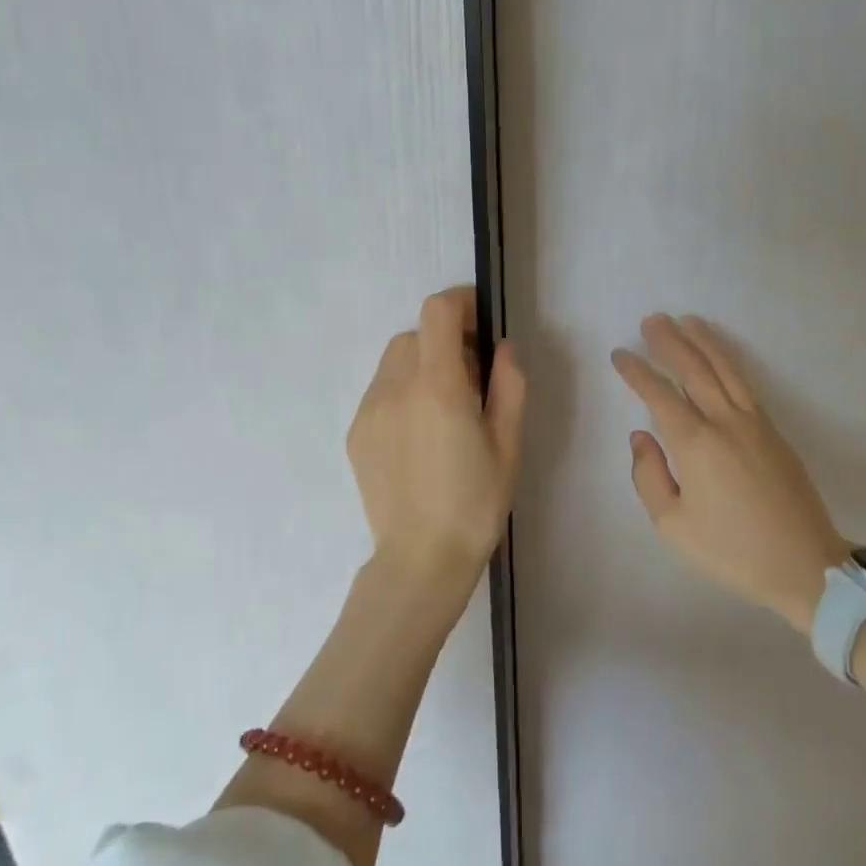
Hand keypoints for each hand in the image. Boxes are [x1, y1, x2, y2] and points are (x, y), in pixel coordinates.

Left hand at [347, 287, 525, 604]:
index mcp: (437, 387)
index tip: (480, 325)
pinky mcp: (356, 433)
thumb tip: (502, 348)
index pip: (437, 312)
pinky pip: (381, 392)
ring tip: (444, 410)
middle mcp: (395, 388)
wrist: (420, 561)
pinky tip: (419, 435)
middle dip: (445, 342)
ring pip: (394, 362)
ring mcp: (369, 410)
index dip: (461, 304)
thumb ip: (509, 385)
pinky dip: (403, 393)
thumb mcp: (508, 444)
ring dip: (422, 366)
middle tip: (472, 381)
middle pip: (416, 334)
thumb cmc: (475, 504)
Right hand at [612, 314, 850, 631]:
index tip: (620, 354)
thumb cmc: (731, 551)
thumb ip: (649, 476)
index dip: (637, 372)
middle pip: (695, 370)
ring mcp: (755, 423)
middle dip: (670, 343)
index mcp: (696, 444)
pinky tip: (720, 356)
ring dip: (703, 342)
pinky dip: (729, 362)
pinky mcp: (774, 431)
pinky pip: (745, 384)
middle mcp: (725, 422)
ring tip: (686, 321)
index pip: (659, 395)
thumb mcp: (673, 525)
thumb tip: (641, 436)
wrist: (805, 566)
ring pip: (726, 369)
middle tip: (652, 320)